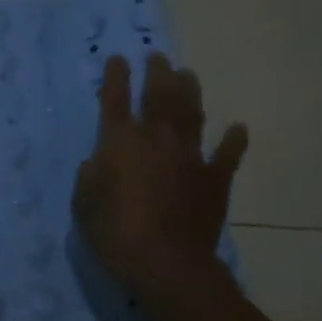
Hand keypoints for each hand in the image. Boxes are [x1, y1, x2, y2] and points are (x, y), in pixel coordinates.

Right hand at [72, 53, 247, 311]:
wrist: (167, 264)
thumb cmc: (114, 233)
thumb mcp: (83, 204)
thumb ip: (90, 175)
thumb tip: (100, 160)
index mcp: (120, 142)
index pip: (115, 99)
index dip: (115, 77)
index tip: (117, 59)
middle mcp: (156, 138)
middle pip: (159, 95)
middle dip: (157, 72)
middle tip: (157, 56)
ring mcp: (190, 156)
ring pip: (192, 113)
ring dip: (190, 91)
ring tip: (187, 74)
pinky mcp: (215, 179)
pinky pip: (227, 154)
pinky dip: (234, 140)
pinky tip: (238, 128)